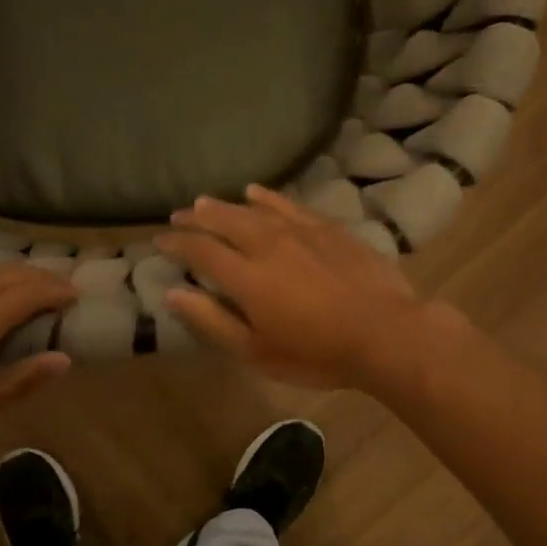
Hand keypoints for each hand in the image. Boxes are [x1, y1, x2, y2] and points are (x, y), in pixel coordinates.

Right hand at [156, 185, 447, 389]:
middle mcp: (267, 245)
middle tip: (177, 216)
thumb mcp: (257, 351)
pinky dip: (268, 197)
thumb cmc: (317, 353)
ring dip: (225, 205)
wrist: (386, 333)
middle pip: (223, 222)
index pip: (200, 251)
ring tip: (205, 202)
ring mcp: (300, 232)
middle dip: (196, 218)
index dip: (177, 244)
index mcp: (246, 277)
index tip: (160, 241)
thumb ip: (212, 321)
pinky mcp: (328, 228)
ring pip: (253, 210)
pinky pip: (289, 204)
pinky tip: (256, 192)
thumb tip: (172, 294)